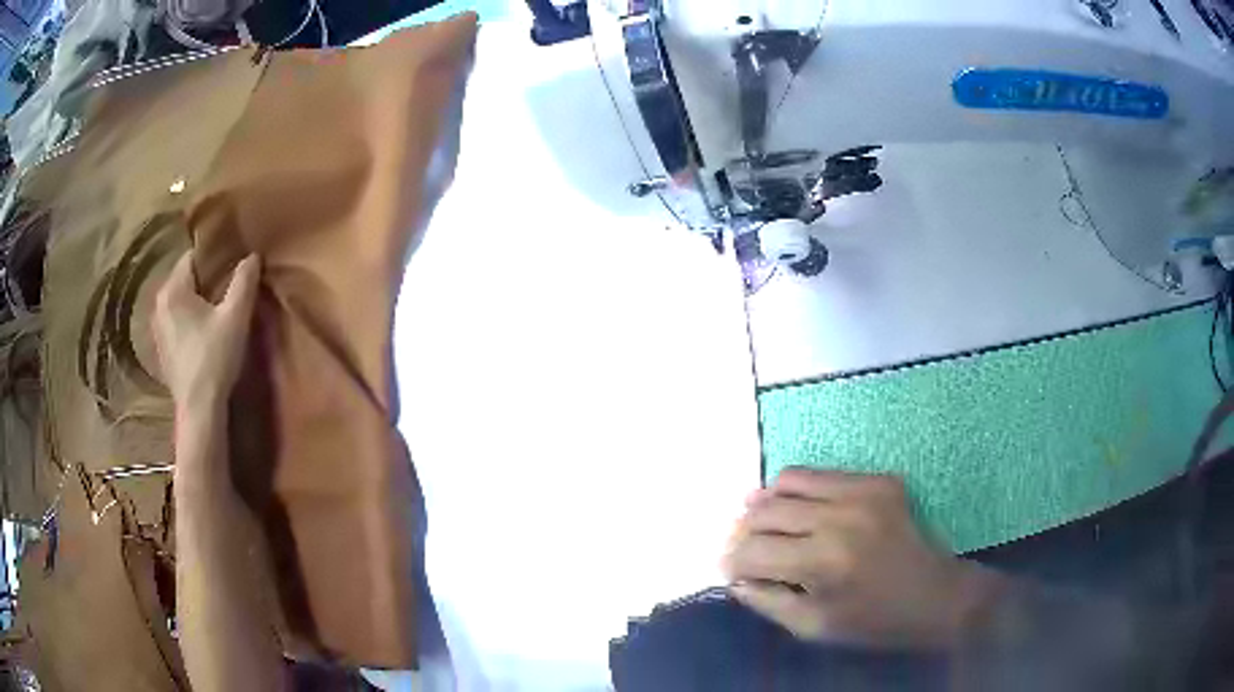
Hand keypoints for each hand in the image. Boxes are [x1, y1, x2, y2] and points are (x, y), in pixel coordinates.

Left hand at [153, 251, 259, 410]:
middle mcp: (159, 304)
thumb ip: (244, 282)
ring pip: (180, 302)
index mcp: (173, 289)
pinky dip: (189, 321)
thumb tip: (253, 255)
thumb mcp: (235, 317)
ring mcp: (158, 329)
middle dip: (205, 279)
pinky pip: (177, 322)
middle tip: (228, 284)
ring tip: (217, 308)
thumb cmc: (215, 357)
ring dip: (196, 301)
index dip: (213, 256)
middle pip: (184, 279)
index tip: (231, 261)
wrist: (199, 409)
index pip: (192, 257)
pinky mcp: (163, 350)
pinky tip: (204, 333)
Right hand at [723, 468, 999, 649]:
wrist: (935, 596)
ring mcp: (862, 492)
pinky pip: (821, 474)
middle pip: (764, 511)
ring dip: (769, 504)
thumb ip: (766, 601)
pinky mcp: (878, 481)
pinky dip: (801, 492)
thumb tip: (734, 577)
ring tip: (769, 524)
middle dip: (744, 532)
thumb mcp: (812, 628)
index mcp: (822, 564)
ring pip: (788, 480)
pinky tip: (806, 513)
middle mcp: (838, 518)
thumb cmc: (872, 623)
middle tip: (746, 548)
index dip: (731, 561)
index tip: (730, 570)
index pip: (751, 552)